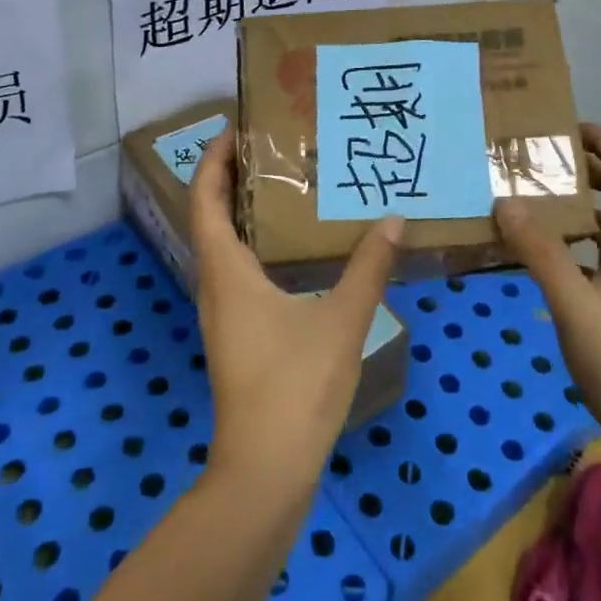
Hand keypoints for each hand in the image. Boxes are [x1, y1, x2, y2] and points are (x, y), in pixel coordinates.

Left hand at [189, 131, 403, 492]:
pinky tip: (293, 249)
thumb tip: (395, 220)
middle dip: (231, 177)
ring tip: (285, 186)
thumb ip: (369, 267)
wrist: (265, 472)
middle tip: (270, 147)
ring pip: (223, 245)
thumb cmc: (295, 386)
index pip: (205, 198)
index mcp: (227, 270)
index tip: (235, 128)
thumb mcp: (341, 320)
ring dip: (243, 211)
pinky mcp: (236, 334)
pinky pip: (237, 271)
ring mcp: (223, 313)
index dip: (213, 159)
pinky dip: (254, 244)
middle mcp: (215, 285)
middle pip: (211, 216)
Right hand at [495, 124, 600, 459]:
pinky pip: (599, 250)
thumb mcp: (573, 304)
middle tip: (533, 161)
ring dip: (575, 201)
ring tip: (528, 198)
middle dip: (582, 166)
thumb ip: (539, 251)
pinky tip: (539, 253)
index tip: (562, 130)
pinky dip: (572, 237)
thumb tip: (504, 199)